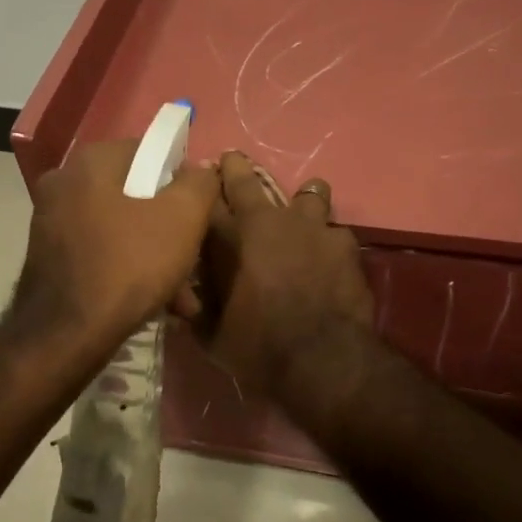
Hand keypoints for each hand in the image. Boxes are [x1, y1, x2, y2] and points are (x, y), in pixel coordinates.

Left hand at [11, 139, 218, 355]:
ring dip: (154, 255)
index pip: (151, 152)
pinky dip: (128, 269)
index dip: (183, 181)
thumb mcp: (183, 218)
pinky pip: (101, 251)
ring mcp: (51, 220)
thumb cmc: (129, 265)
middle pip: (136, 194)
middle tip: (194, 259)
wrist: (66, 335)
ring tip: (181, 295)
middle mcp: (64, 182)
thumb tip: (201, 170)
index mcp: (91, 161)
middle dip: (170, 228)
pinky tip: (155, 303)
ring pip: (121, 228)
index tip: (200, 214)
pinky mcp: (49, 257)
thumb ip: (200, 183)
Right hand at [191, 152, 374, 398]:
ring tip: (302, 211)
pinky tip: (331, 259)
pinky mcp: (343, 243)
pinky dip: (329, 242)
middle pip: (246, 180)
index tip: (193, 185)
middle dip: (235, 168)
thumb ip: (195, 310)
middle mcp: (267, 220)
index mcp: (227, 238)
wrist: (321, 358)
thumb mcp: (211, 336)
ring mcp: (310, 226)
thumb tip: (178, 300)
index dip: (197, 190)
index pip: (203, 199)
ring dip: (302, 200)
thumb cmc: (258, 348)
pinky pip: (335, 232)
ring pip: (308, 192)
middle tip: (231, 162)